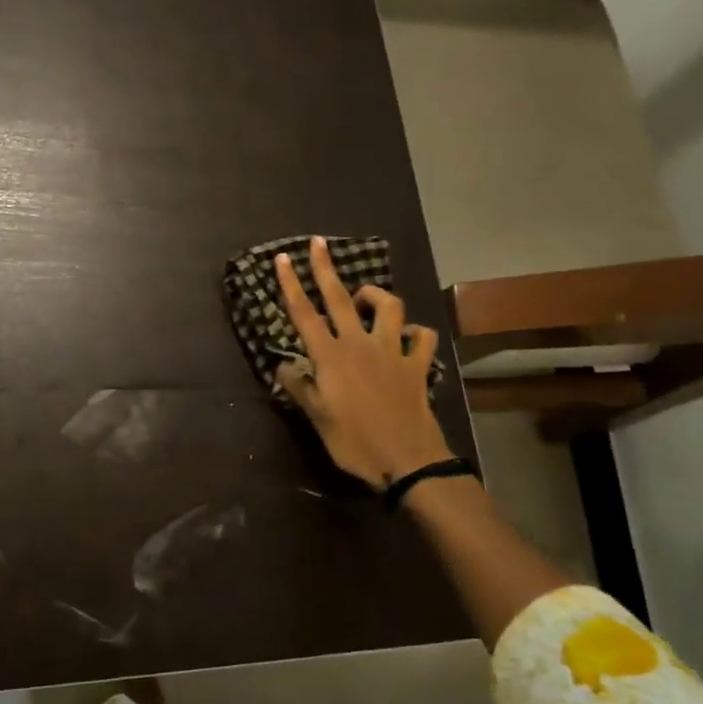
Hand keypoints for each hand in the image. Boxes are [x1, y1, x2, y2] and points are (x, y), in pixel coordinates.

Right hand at [275, 236, 452, 490]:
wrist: (407, 460)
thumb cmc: (354, 441)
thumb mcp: (317, 418)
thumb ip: (299, 387)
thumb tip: (282, 366)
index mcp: (330, 356)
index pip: (304, 314)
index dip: (291, 285)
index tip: (281, 259)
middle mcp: (359, 344)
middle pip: (340, 298)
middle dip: (325, 268)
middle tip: (317, 243)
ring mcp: (392, 351)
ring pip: (388, 307)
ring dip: (375, 295)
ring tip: (364, 298)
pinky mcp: (416, 365)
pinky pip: (421, 337)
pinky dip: (415, 332)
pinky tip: (407, 336)